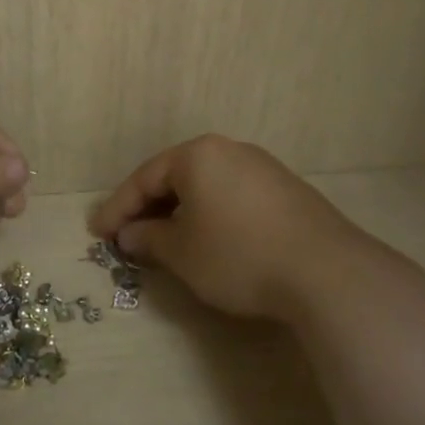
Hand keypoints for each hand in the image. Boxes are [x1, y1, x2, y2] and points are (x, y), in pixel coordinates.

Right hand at [88, 135, 414, 324]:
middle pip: (176, 177)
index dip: (117, 208)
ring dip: (180, 213)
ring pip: (206, 187)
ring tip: (165, 241)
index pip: (144, 178)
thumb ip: (148, 239)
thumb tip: (130, 235)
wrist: (326, 273)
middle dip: (149, 208)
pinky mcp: (287, 192)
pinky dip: (211, 216)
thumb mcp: (182, 253)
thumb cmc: (238, 255)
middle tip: (127, 236)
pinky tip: (210, 241)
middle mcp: (230, 151)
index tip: (97, 233)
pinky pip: (233, 197)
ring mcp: (263, 169)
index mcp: (198, 155)